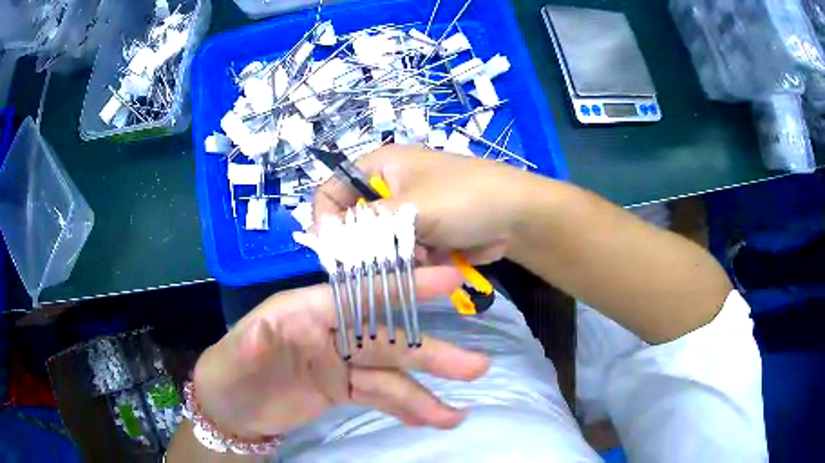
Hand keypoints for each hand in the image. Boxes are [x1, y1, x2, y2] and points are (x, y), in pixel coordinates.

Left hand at [192, 266, 489, 440]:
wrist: (230, 408)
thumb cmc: (229, 372)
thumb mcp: (234, 355)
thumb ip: (251, 344)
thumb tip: (265, 331)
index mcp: (307, 310)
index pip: (360, 295)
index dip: (403, 288)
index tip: (449, 281)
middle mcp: (331, 332)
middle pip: (386, 340)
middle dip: (430, 353)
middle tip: (476, 365)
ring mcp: (341, 363)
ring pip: (390, 376)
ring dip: (425, 395)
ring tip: (457, 414)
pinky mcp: (344, 389)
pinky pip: (381, 398)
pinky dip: (407, 409)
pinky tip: (431, 419)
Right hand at [314, 145, 534, 264]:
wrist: (517, 216)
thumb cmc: (463, 198)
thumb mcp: (408, 208)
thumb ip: (361, 224)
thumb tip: (317, 237)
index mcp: (379, 167)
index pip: (331, 190)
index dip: (325, 218)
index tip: (331, 249)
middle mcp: (387, 188)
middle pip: (354, 222)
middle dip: (368, 244)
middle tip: (386, 256)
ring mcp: (406, 212)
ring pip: (378, 243)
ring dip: (396, 255)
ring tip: (424, 253)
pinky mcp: (422, 233)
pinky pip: (402, 253)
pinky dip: (414, 260)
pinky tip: (439, 257)